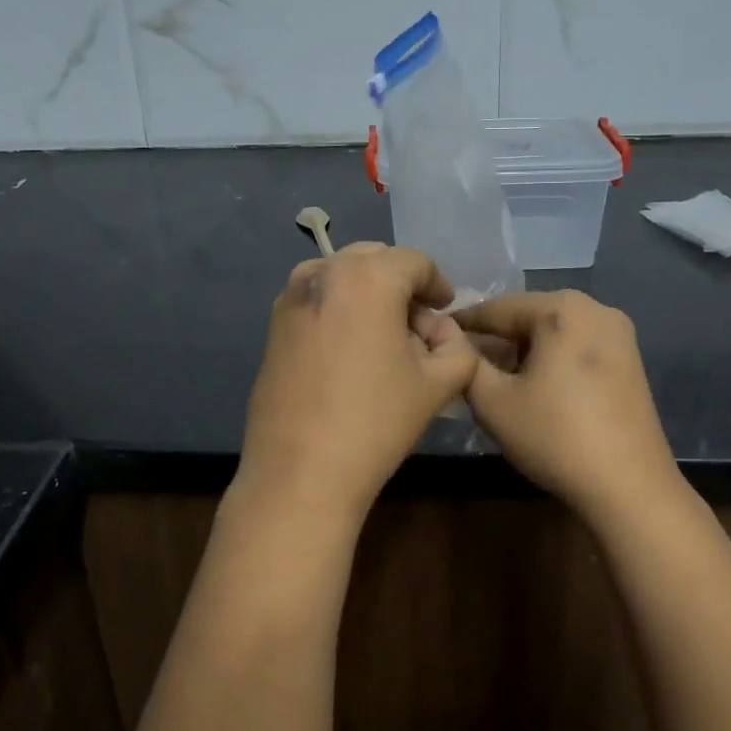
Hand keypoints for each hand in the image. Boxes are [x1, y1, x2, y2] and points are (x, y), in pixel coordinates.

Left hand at [238, 244, 478, 524]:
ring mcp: (292, 296)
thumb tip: (442, 333)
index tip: (446, 309)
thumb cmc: (375, 422)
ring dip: (368, 291)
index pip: (415, 262)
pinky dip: (339, 306)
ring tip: (382, 334)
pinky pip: (316, 297)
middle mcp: (325, 272)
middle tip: (418, 324)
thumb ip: (457, 348)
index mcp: (368, 277)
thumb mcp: (436, 385)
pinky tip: (348, 348)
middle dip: (401, 284)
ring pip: (342, 274)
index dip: (438, 284)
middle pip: (375, 260)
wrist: (299, 471)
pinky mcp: (273, 322)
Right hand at [453, 290, 677, 518]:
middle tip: (460, 363)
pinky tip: (531, 388)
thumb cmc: (556, 437)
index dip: (461, 324)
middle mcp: (595, 309)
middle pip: (527, 317)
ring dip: (520, 351)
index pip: (496, 309)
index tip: (432, 337)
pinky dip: (548, 360)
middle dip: (493, 339)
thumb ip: (465, 361)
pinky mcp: (629, 360)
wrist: (631, 489)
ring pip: (552, 333)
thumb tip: (449, 337)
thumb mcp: (493, 401)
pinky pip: (575, 347)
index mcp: (562, 308)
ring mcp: (618, 334)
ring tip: (491, 379)